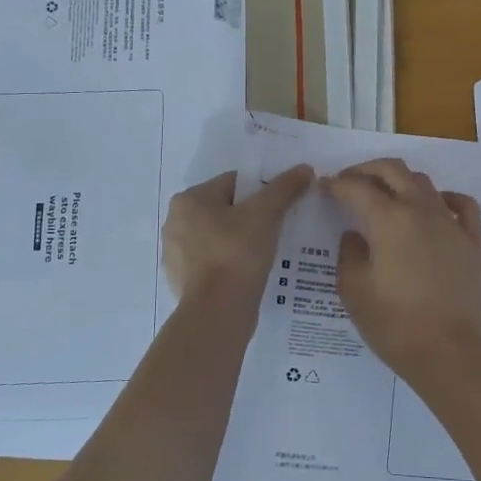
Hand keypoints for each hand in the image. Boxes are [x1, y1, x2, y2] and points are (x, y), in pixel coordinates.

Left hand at [163, 166, 312, 305]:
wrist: (218, 311)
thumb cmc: (237, 253)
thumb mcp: (266, 213)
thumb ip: (284, 188)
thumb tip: (305, 169)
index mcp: (189, 200)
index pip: (233, 183)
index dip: (262, 190)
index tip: (282, 205)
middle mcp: (175, 222)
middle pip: (224, 210)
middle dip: (250, 217)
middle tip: (278, 228)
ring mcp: (176, 255)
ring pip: (218, 238)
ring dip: (240, 241)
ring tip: (267, 252)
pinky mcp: (183, 282)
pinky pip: (213, 264)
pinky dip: (230, 264)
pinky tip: (250, 273)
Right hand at [325, 160, 480, 384]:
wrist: (451, 354)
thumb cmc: (395, 325)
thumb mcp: (354, 291)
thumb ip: (349, 255)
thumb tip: (355, 235)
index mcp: (389, 220)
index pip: (357, 188)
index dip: (337, 184)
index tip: (325, 187)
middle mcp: (422, 211)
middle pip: (394, 170)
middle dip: (367, 169)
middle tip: (351, 181)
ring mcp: (453, 224)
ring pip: (425, 183)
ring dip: (401, 181)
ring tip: (386, 195)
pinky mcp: (474, 242)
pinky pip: (462, 205)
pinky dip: (444, 198)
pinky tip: (435, 207)